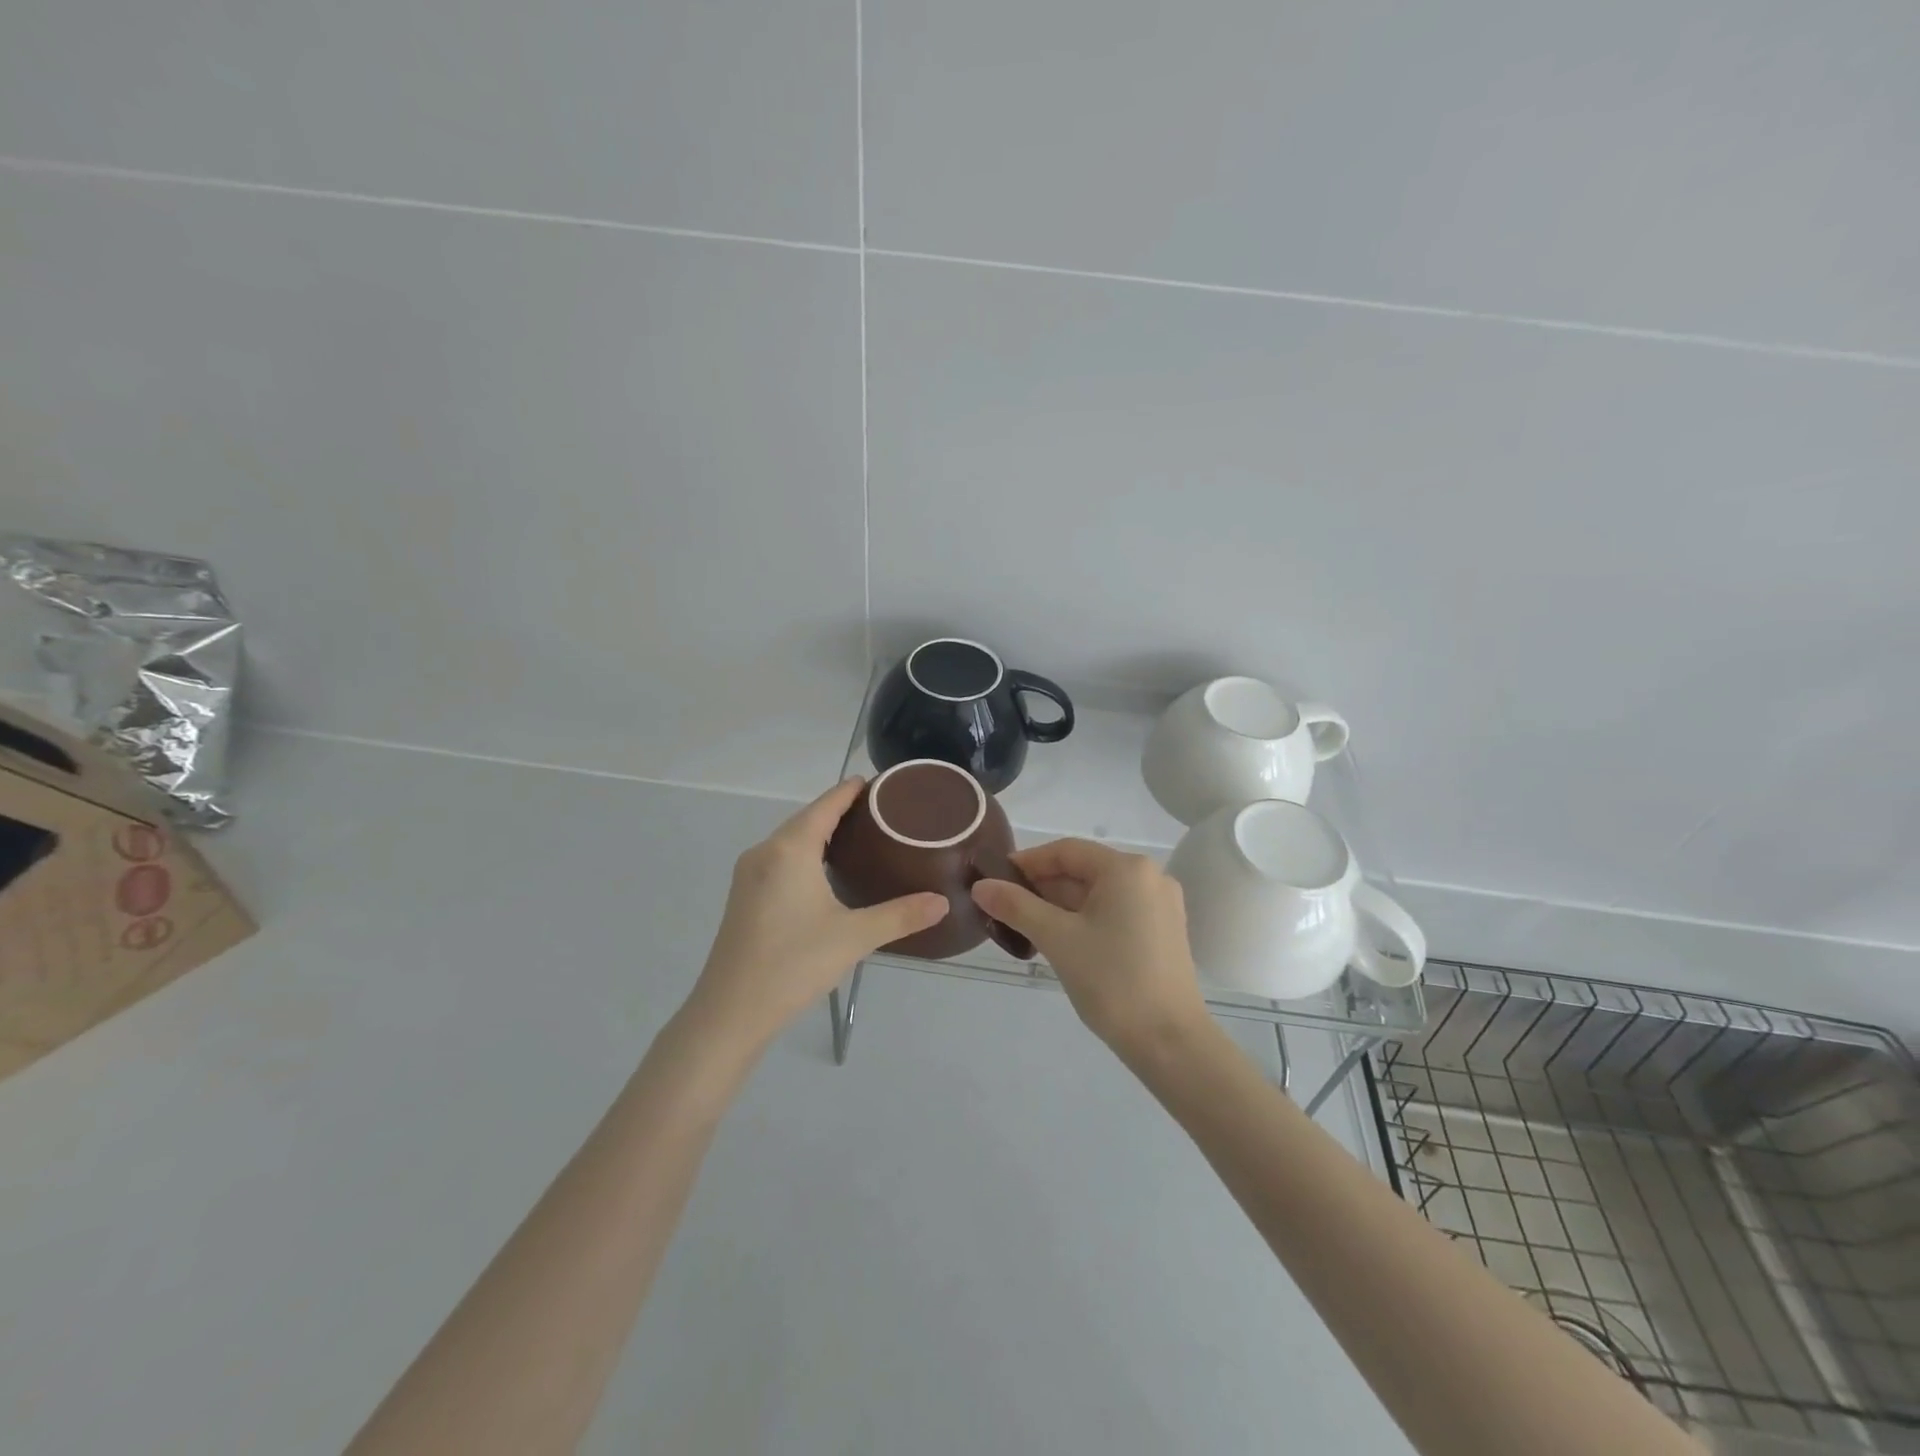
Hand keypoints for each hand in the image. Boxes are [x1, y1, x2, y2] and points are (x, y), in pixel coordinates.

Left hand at [689, 778, 948, 1046]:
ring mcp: (749, 875)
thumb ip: (900, 916)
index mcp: (790, 850)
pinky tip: (823, 871)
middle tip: (878, 812)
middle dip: (838, 810)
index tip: (873, 781)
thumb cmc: (793, 964)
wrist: (730, 1012)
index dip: (848, 791)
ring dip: (819, 833)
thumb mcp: (854, 937)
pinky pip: (779, 859)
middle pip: (805, 819)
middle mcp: (765, 852)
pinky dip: (804, 853)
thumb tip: (942, 902)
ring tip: (857, 837)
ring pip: (790, 841)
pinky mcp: (744, 897)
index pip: (825, 806)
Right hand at [970, 839, 1209, 1060]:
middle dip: (1042, 888)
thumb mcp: (1057, 939)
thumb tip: (980, 886)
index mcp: (1127, 869)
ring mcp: (1159, 906)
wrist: (1170, 1042)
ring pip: (1098, 894)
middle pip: (1083, 871)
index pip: (1067, 851)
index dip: (1028, 863)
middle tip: (1004, 908)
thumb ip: (1016, 906)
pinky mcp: (1162, 932)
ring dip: (1060, 907)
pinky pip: (1114, 912)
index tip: (995, 881)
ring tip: (1023, 927)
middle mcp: (1149, 877)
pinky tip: (1059, 940)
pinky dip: (1084, 920)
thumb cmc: (1112, 981)